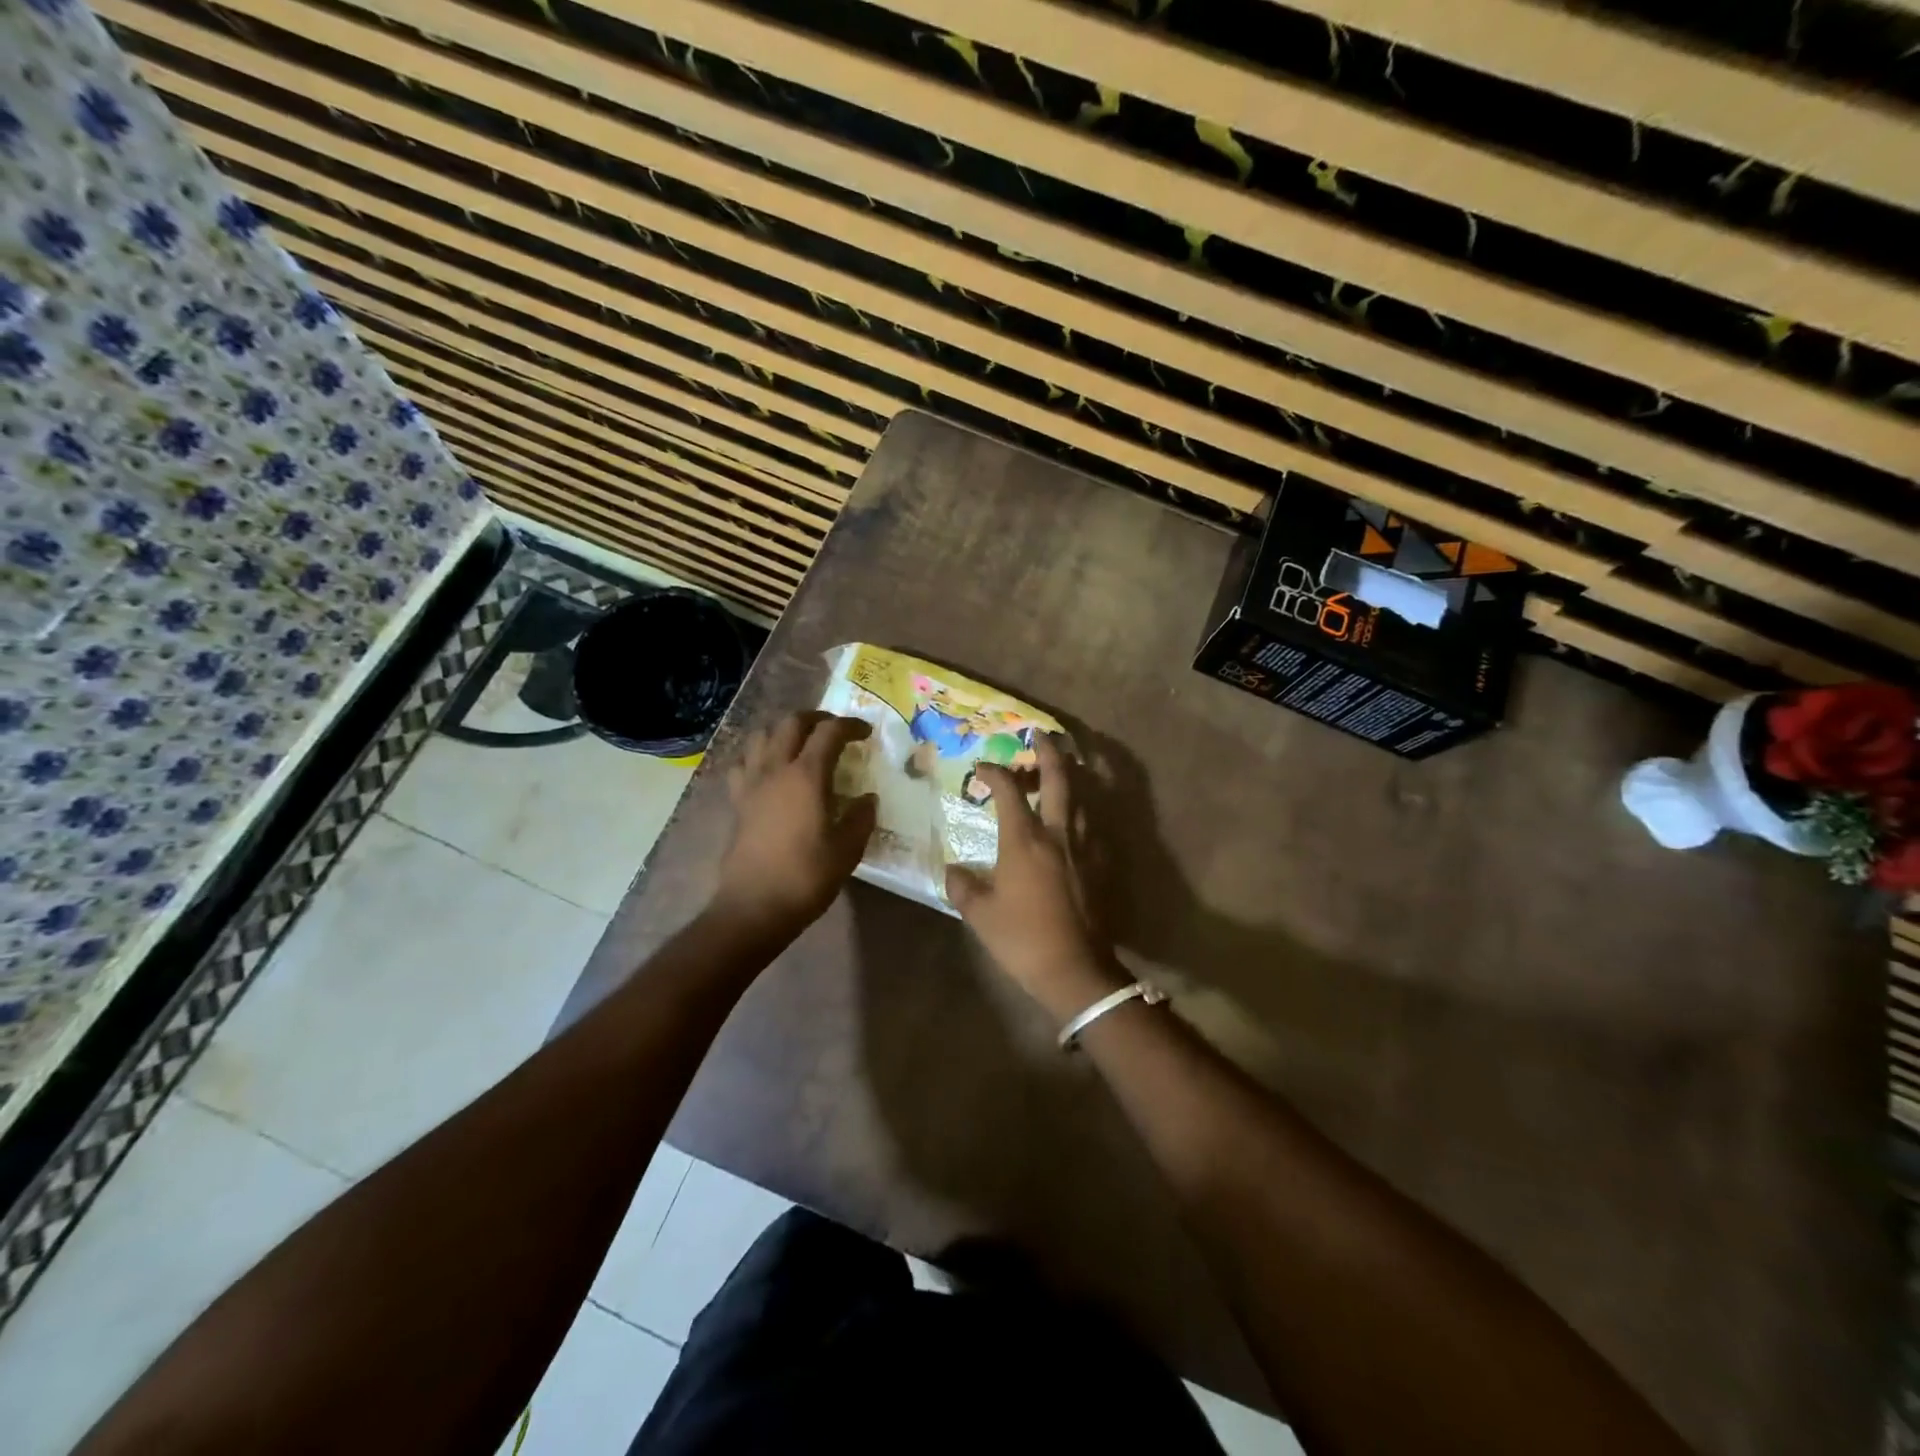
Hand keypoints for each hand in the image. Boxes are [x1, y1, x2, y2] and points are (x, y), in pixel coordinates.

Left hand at [712, 711, 876, 939]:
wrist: (754, 906)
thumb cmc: (806, 877)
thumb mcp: (847, 850)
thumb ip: (861, 818)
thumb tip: (868, 799)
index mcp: (807, 776)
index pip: (830, 733)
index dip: (850, 725)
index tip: (866, 733)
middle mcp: (776, 770)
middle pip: (791, 723)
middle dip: (816, 719)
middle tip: (835, 730)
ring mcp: (751, 784)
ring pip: (762, 736)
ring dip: (783, 731)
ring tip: (801, 743)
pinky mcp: (737, 802)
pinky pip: (743, 764)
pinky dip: (758, 756)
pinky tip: (769, 771)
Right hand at [946, 733, 1126, 1022]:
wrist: (1076, 969)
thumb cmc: (1022, 939)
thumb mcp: (980, 914)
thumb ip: (962, 886)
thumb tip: (953, 871)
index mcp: (1025, 839)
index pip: (1009, 790)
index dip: (994, 772)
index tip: (981, 768)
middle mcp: (1058, 833)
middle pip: (1058, 779)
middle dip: (1048, 751)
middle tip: (1041, 734)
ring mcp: (1084, 847)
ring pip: (1081, 798)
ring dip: (1069, 777)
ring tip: (1058, 769)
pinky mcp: (1100, 865)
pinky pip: (1091, 825)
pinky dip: (1081, 811)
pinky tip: (1073, 818)